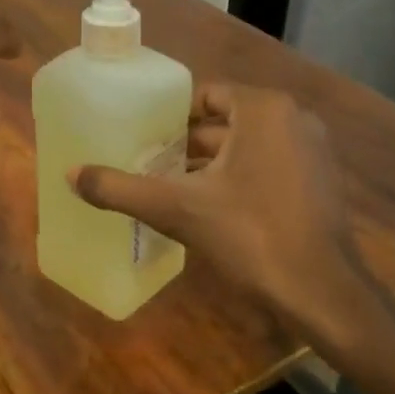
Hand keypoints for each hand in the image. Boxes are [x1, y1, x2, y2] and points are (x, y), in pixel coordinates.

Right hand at [69, 83, 394, 361]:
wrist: (324, 296)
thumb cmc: (251, 235)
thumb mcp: (177, 209)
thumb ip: (121, 188)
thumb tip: (70, 174)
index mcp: (264, 110)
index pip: (206, 97)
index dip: (171, 118)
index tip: (145, 139)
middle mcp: (294, 120)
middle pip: (224, 122)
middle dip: (186, 144)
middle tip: (148, 164)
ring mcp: (313, 153)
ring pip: (246, 147)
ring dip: (210, 165)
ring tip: (170, 187)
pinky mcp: (320, 184)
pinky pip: (268, 167)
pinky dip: (239, 180)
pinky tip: (209, 209)